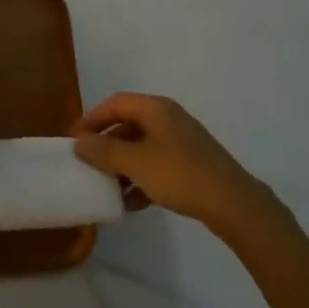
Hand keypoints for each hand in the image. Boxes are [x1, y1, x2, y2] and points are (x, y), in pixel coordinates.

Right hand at [73, 93, 267, 227]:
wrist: (233, 204)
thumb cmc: (179, 174)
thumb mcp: (135, 163)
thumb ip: (104, 151)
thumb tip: (79, 142)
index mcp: (155, 108)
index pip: (115, 103)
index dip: (92, 118)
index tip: (75, 139)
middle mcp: (168, 118)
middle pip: (128, 124)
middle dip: (107, 145)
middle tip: (89, 163)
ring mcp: (182, 142)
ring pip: (142, 147)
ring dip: (123, 165)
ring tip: (108, 187)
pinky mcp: (191, 164)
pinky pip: (157, 164)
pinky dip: (141, 178)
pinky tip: (132, 203)